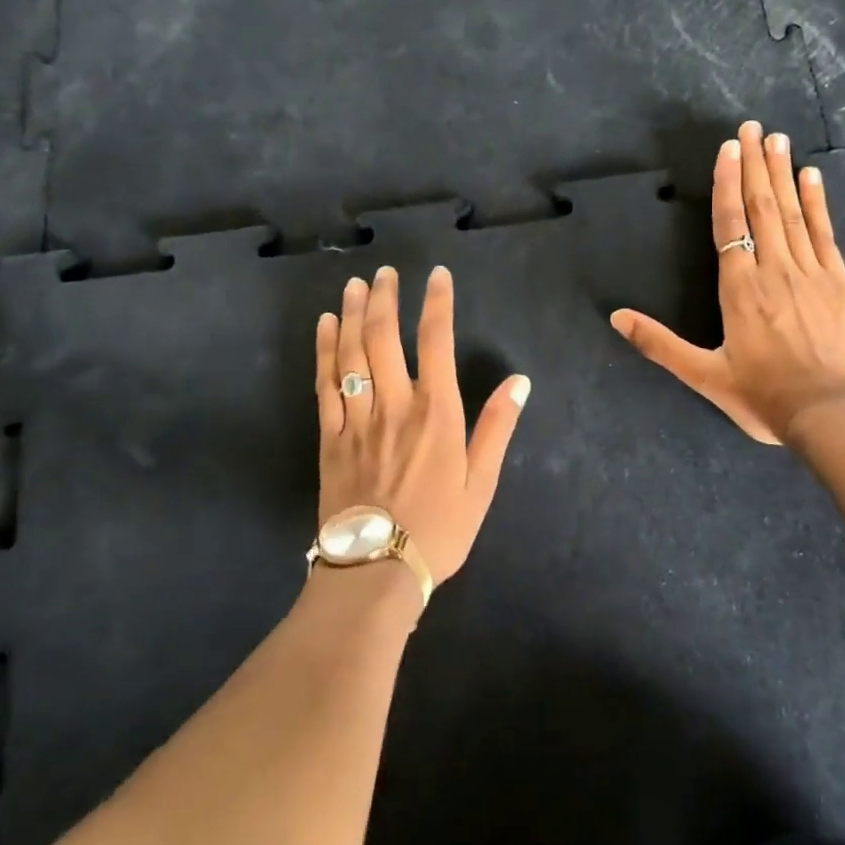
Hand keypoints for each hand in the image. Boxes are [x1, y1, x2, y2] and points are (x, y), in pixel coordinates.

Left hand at [315, 265, 530, 589]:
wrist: (376, 571)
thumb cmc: (439, 528)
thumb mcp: (482, 483)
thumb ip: (497, 427)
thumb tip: (519, 381)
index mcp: (436, 413)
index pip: (437, 341)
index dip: (438, 303)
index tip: (437, 276)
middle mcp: (395, 404)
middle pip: (385, 337)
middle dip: (385, 298)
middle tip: (386, 272)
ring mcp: (357, 419)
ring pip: (352, 353)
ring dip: (354, 314)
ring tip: (356, 285)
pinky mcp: (330, 436)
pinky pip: (325, 383)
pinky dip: (325, 349)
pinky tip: (327, 326)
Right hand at [610, 120, 844, 445]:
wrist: (832, 417)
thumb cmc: (763, 397)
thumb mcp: (704, 376)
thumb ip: (660, 344)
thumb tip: (616, 317)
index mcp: (739, 288)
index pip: (729, 223)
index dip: (727, 183)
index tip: (730, 148)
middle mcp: (773, 269)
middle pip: (762, 206)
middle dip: (755, 164)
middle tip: (753, 127)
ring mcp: (811, 273)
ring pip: (793, 213)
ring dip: (783, 173)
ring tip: (779, 139)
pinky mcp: (840, 283)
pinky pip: (824, 233)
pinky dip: (817, 202)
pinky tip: (812, 177)